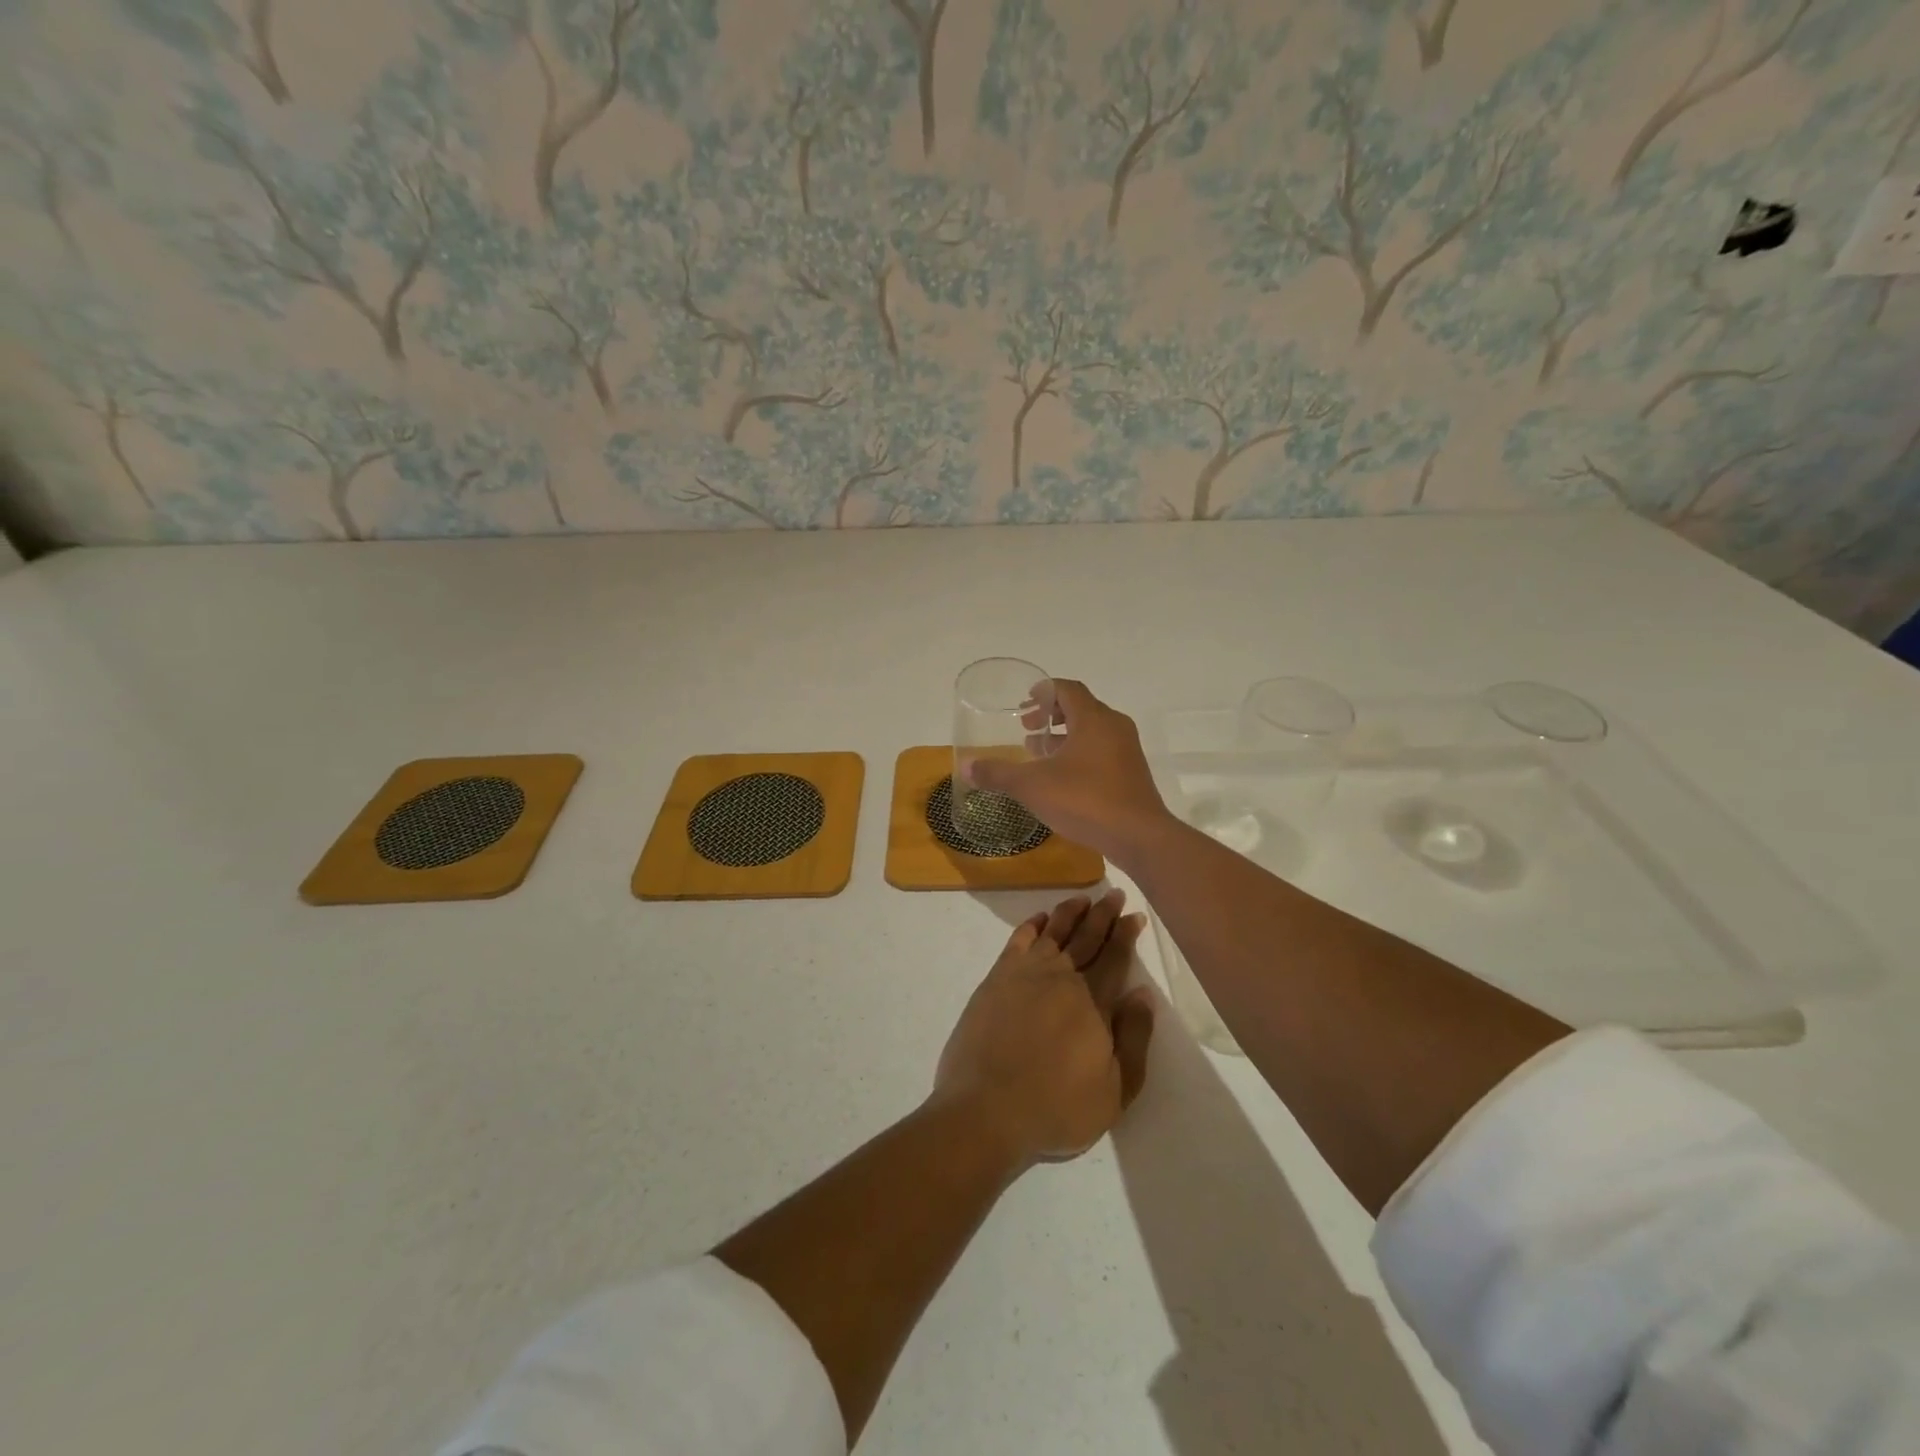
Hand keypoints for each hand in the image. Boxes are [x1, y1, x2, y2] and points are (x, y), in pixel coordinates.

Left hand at [934, 891, 1154, 1168]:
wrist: (986, 1109)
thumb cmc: (1056, 1107)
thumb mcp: (1115, 1090)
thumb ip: (1133, 1038)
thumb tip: (1143, 993)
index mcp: (1093, 1001)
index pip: (1114, 957)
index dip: (1125, 934)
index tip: (1134, 915)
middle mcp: (1061, 977)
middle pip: (1086, 937)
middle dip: (1103, 914)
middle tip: (1114, 894)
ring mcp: (1024, 975)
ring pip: (1052, 932)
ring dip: (1069, 913)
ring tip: (1082, 899)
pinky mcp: (995, 980)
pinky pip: (1017, 941)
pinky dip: (1031, 926)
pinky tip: (1039, 919)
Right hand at [964, 679, 1174, 863]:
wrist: (1139, 836)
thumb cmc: (1085, 800)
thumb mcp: (1033, 786)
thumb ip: (998, 773)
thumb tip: (966, 766)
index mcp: (1093, 719)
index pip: (1068, 689)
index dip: (1044, 691)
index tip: (1024, 703)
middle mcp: (1114, 727)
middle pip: (1081, 708)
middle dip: (1051, 715)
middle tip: (1026, 729)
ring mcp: (1126, 751)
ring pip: (1092, 731)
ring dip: (1064, 736)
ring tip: (1038, 752)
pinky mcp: (1131, 773)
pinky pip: (1101, 751)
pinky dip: (1079, 753)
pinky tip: (1061, 778)